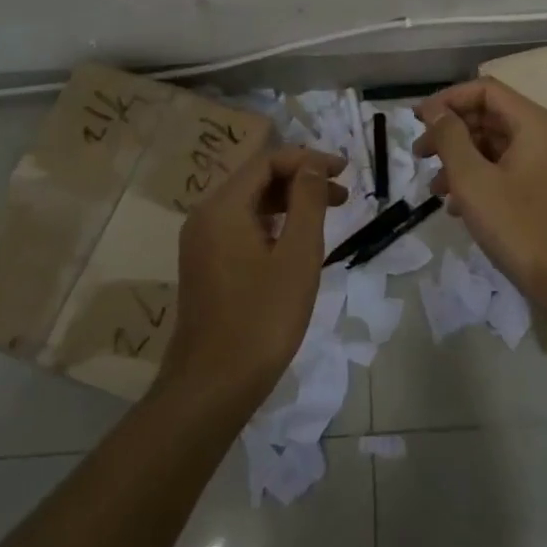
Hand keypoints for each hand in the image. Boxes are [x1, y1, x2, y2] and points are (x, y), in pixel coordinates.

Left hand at [159, 146, 347, 406]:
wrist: (212, 387)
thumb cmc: (262, 318)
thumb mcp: (297, 256)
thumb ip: (308, 202)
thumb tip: (313, 165)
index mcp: (222, 207)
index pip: (267, 161)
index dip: (308, 159)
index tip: (344, 170)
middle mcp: (205, 216)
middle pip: (256, 179)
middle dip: (301, 179)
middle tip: (342, 194)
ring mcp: (201, 242)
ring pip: (249, 204)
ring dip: (289, 202)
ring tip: (327, 214)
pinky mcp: (206, 265)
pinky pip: (241, 227)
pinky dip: (272, 223)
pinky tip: (296, 241)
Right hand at [414, 79, 546, 303]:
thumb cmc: (518, 225)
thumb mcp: (473, 179)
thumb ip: (450, 138)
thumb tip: (434, 110)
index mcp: (534, 124)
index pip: (485, 90)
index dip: (448, 100)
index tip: (417, 119)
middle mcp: (544, 136)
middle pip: (489, 116)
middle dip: (450, 132)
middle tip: (419, 154)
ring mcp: (546, 163)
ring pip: (494, 145)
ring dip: (460, 159)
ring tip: (434, 187)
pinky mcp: (543, 189)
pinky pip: (504, 169)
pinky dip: (478, 178)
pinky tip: (456, 205)